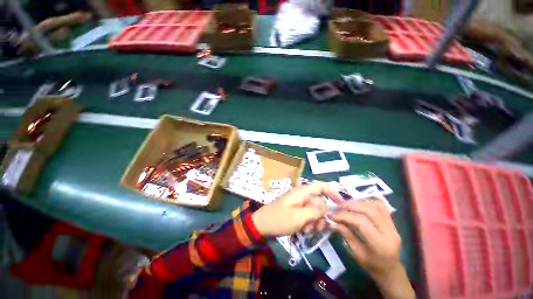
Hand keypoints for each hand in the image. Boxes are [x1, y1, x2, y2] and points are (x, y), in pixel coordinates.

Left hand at [252, 182, 342, 236]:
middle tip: (315, 227)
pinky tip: (303, 230)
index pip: (321, 186)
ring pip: (315, 210)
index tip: (341, 204)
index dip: (333, 192)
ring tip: (306, 230)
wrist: (263, 225)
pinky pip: (308, 215)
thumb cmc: (279, 219)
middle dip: (320, 215)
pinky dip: (309, 223)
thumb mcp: (299, 217)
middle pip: (320, 202)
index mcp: (302, 192)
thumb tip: (327, 208)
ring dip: (314, 221)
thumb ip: (315, 211)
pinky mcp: (297, 210)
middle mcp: (302, 195)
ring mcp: (299, 203)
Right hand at [330, 199, 401, 277]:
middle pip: (368, 210)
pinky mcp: (392, 221)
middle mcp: (389, 231)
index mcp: (380, 243)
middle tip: (337, 207)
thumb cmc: (372, 265)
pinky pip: (380, 205)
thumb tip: (332, 222)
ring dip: (357, 202)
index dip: (345, 216)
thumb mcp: (356, 253)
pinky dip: (367, 201)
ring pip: (374, 205)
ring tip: (345, 204)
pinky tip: (358, 204)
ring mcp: (393, 225)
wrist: (391, 270)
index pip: (361, 222)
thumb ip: (346, 235)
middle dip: (350, 206)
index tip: (332, 215)